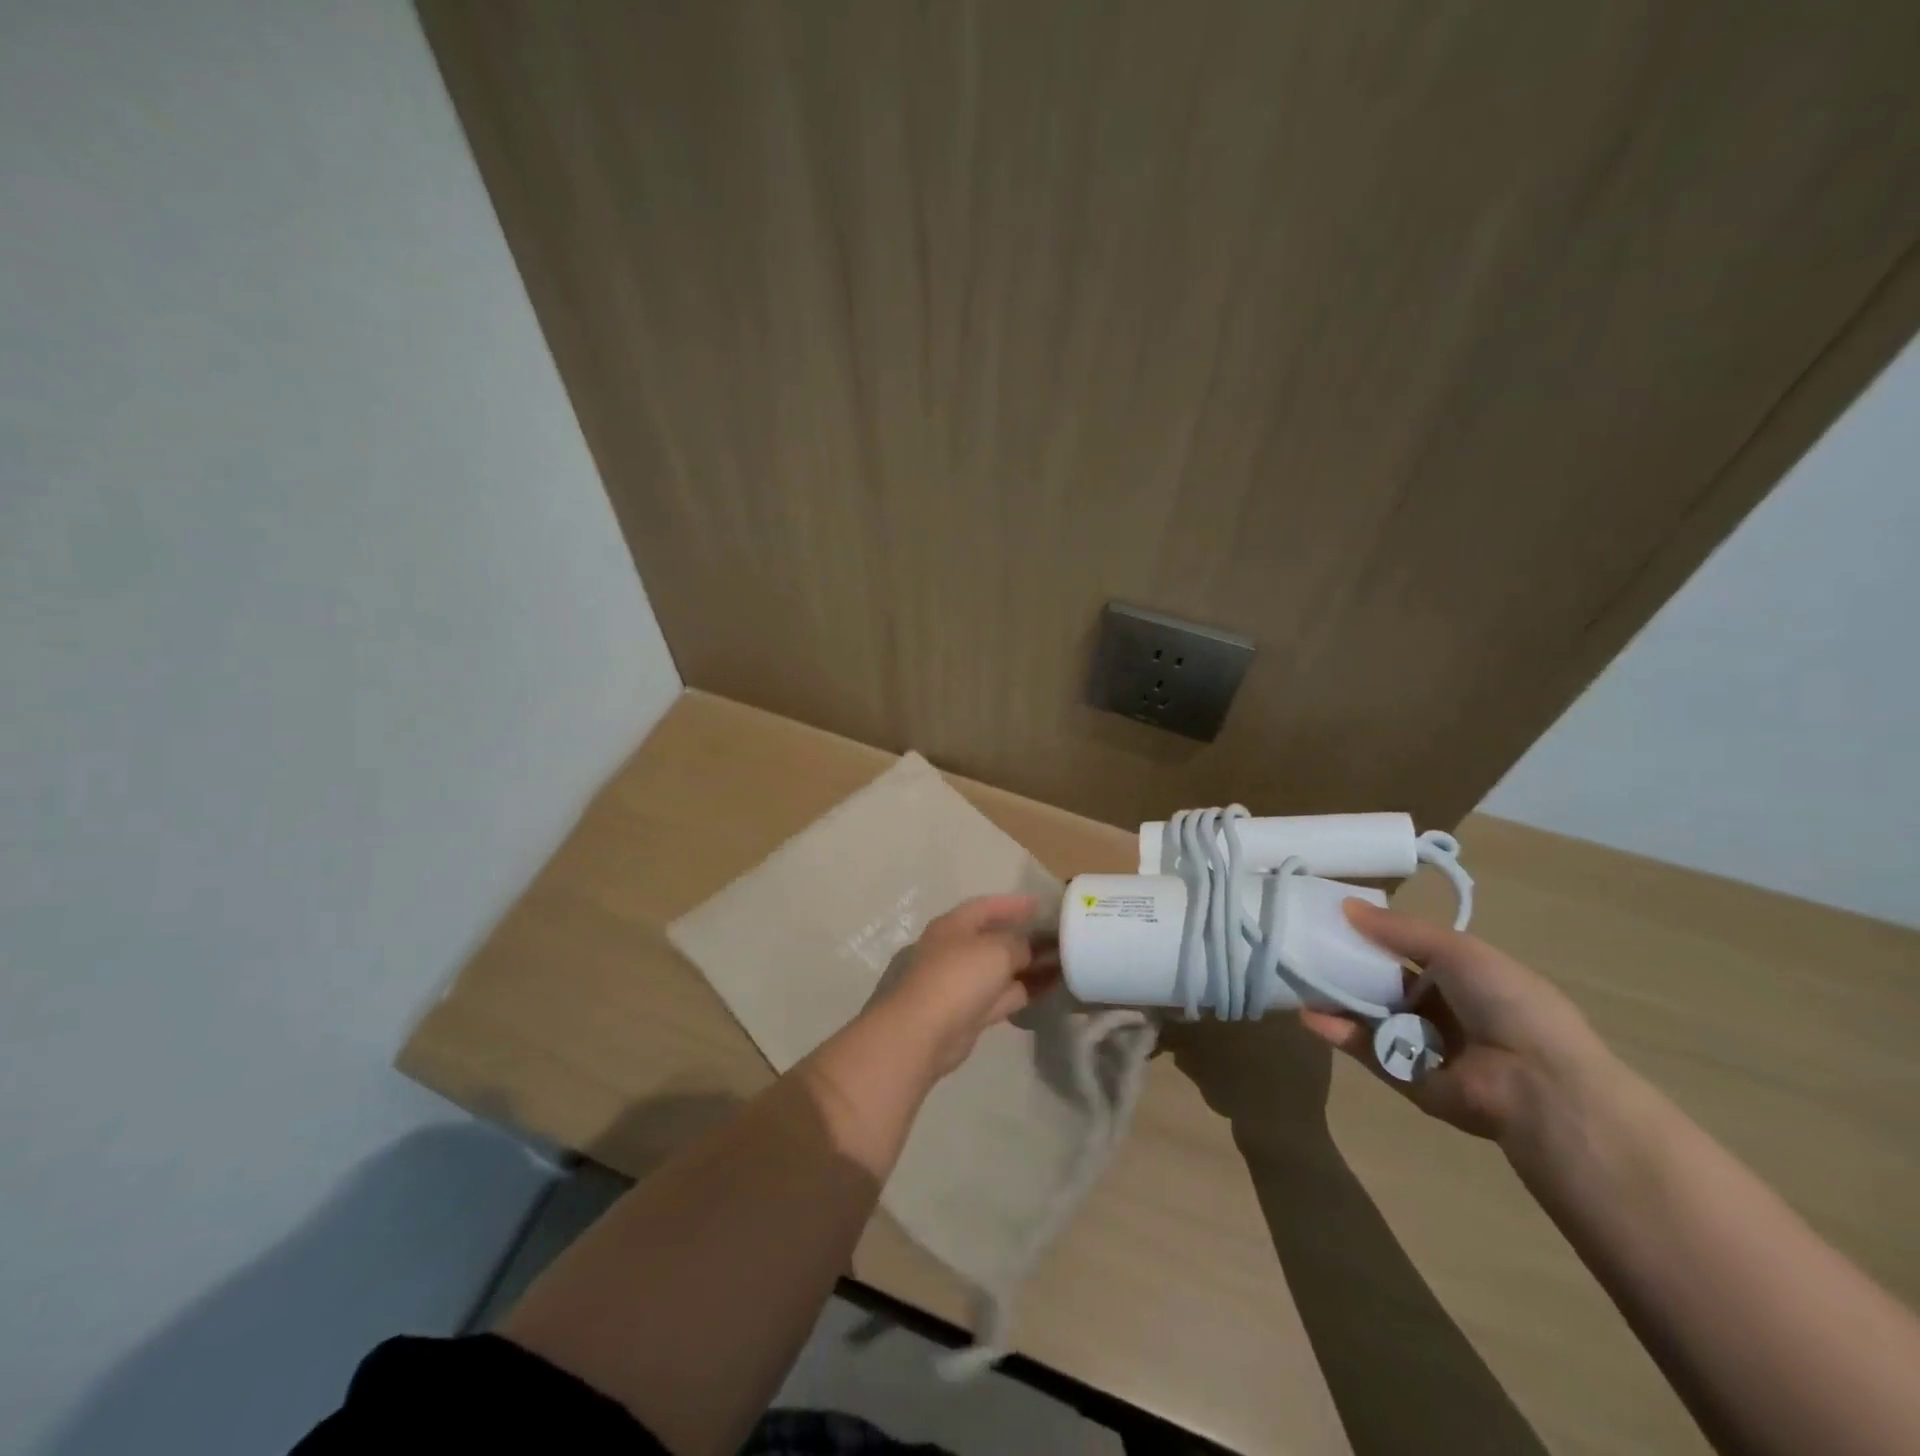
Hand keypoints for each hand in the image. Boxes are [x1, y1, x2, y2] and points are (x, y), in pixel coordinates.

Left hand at [873, 894, 1060, 1079]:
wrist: (924, 1032)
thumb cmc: (958, 977)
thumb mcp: (996, 950)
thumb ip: (1019, 943)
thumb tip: (1030, 948)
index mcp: (955, 925)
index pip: (987, 906)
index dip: (1014, 904)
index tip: (1043, 905)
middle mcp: (957, 949)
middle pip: (996, 937)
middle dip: (1027, 936)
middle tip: (1061, 936)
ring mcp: (963, 981)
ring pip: (1002, 968)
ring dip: (1030, 965)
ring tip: (1066, 961)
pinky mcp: (971, 1010)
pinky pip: (1004, 993)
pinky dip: (1025, 989)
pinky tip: (1051, 987)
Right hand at [1299, 900, 1614, 1142]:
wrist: (1539, 1085)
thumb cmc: (1507, 1003)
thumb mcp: (1457, 951)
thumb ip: (1399, 930)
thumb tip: (1344, 905)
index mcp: (1464, 979)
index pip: (1407, 952)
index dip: (1372, 936)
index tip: (1331, 919)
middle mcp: (1443, 1011)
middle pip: (1383, 985)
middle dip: (1347, 967)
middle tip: (1305, 947)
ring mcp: (1423, 1046)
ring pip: (1369, 1017)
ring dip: (1336, 999)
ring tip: (1297, 978)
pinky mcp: (1406, 1078)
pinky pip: (1367, 1051)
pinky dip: (1338, 1034)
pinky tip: (1309, 1016)